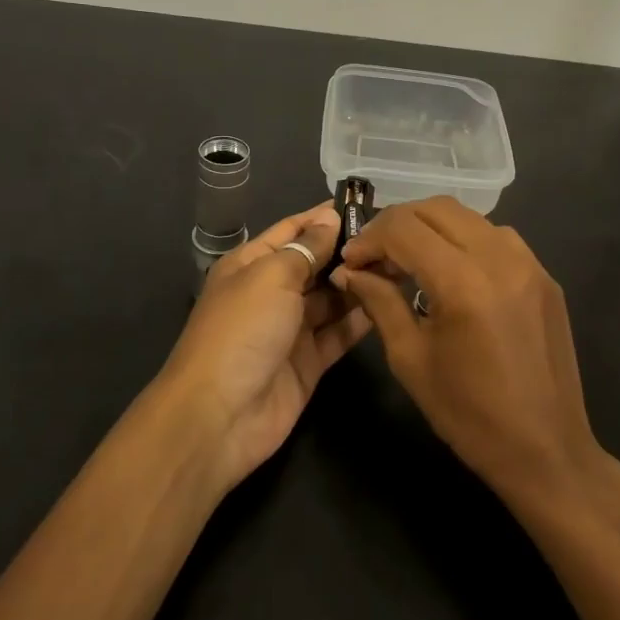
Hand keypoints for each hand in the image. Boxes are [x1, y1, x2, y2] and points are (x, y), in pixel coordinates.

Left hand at [158, 203, 370, 490]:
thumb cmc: (241, 330)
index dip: (324, 217)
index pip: (292, 230)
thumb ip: (306, 248)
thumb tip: (330, 219)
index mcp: (251, 264)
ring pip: (331, 299)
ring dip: (359, 283)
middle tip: (394, 239)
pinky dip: (361, 319)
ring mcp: (291, 329)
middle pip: (315, 264)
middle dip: (348, 251)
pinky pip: (339, 333)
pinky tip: (391, 301)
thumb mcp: (271, 276)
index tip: (365, 204)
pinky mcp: (309, 362)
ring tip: (399, 265)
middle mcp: (271, 292)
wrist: (220, 416)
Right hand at [333, 197, 607, 506]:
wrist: (546, 451)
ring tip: (411, 263)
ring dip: (432, 228)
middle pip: (437, 208)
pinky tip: (453, 273)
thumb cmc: (469, 414)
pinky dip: (465, 241)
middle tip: (376, 256)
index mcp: (463, 282)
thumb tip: (350, 271)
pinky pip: (498, 238)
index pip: (404, 228)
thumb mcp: (411, 359)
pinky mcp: (545, 277)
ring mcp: (530, 264)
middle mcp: (500, 258)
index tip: (352, 261)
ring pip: (469, 217)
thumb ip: (380, 302)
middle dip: (398, 224)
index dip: (370, 238)